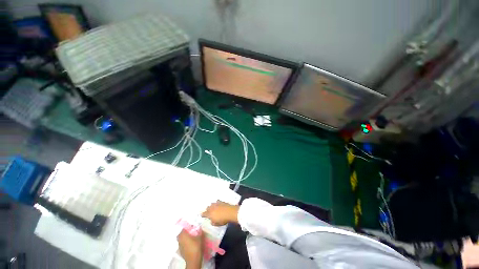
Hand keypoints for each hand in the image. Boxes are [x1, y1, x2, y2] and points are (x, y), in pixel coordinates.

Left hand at [177, 229, 202, 268]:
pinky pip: (181, 245)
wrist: (193, 260)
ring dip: (184, 238)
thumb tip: (200, 227)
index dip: (187, 227)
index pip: (183, 228)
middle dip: (184, 233)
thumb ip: (200, 231)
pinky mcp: (180, 251)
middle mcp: (180, 240)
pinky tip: (189, 245)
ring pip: (180, 240)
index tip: (191, 226)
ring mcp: (179, 246)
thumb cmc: (196, 247)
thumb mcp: (200, 237)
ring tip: (190, 238)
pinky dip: (184, 243)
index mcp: (183, 235)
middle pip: (180, 234)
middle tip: (190, 232)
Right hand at [201, 201, 238, 225]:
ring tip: (213, 208)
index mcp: (209, 214)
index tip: (201, 215)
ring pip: (212, 204)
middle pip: (208, 208)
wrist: (229, 212)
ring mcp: (216, 204)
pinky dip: (217, 203)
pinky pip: (217, 202)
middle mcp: (212, 208)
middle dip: (207, 210)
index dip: (203, 214)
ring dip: (212, 206)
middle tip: (208, 212)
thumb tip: (212, 221)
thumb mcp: (217, 224)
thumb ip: (213, 222)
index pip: (204, 214)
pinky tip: (218, 204)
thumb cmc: (222, 219)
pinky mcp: (221, 202)